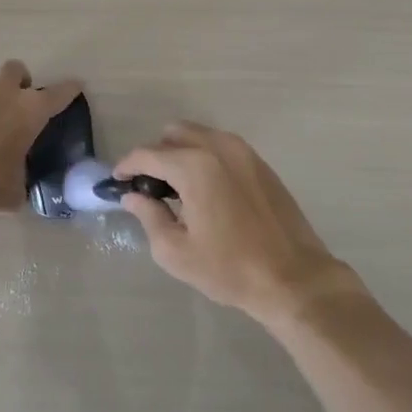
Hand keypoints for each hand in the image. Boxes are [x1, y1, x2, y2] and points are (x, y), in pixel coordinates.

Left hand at [0, 60, 81, 224]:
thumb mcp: (14, 191)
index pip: (58, 94)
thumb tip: (17, 184)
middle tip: (20, 103)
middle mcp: (0, 95)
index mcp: (28, 111)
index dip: (69, 90)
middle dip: (21, 81)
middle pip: (16, 70)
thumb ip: (21, 179)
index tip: (76, 86)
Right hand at [116, 123, 360, 325]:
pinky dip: (204, 157)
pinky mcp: (260, 162)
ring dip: (181, 153)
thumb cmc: (230, 269)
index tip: (117, 182)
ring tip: (177, 189)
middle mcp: (217, 147)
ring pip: (199, 135)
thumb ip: (149, 216)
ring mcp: (243, 151)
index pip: (147, 154)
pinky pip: (221, 146)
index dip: (127, 166)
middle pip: (173, 134)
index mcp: (194, 166)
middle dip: (155, 155)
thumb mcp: (177, 252)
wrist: (294, 278)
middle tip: (149, 187)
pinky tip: (206, 190)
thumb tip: (132, 196)